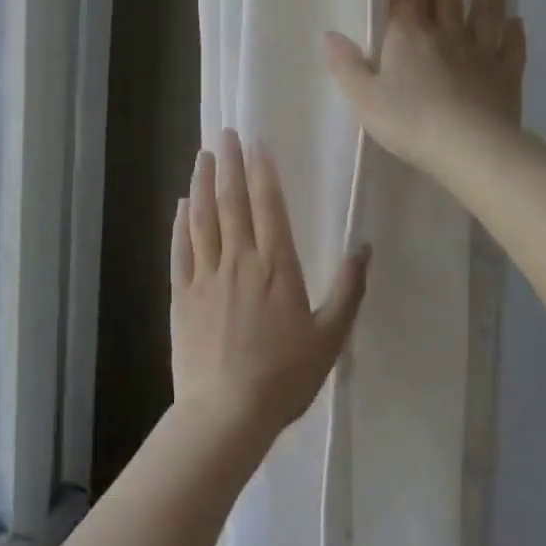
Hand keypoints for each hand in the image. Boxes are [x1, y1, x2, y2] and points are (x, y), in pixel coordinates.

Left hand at [171, 129, 371, 442]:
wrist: (227, 411)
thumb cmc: (285, 376)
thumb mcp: (330, 337)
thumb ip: (348, 289)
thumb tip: (364, 247)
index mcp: (277, 267)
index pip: (269, 206)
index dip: (263, 172)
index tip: (257, 143)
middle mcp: (239, 260)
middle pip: (232, 202)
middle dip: (230, 164)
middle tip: (225, 133)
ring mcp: (206, 276)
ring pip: (203, 218)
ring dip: (203, 184)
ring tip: (202, 155)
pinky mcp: (182, 295)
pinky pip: (180, 250)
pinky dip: (180, 224)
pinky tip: (181, 204)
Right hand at [323, 0, 526, 179]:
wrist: (469, 149)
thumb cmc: (410, 122)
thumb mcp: (364, 98)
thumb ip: (345, 65)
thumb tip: (327, 35)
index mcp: (409, 34)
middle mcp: (446, 33)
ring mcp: (480, 52)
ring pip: (485, 9)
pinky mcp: (505, 76)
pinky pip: (510, 48)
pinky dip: (514, 33)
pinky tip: (517, 22)